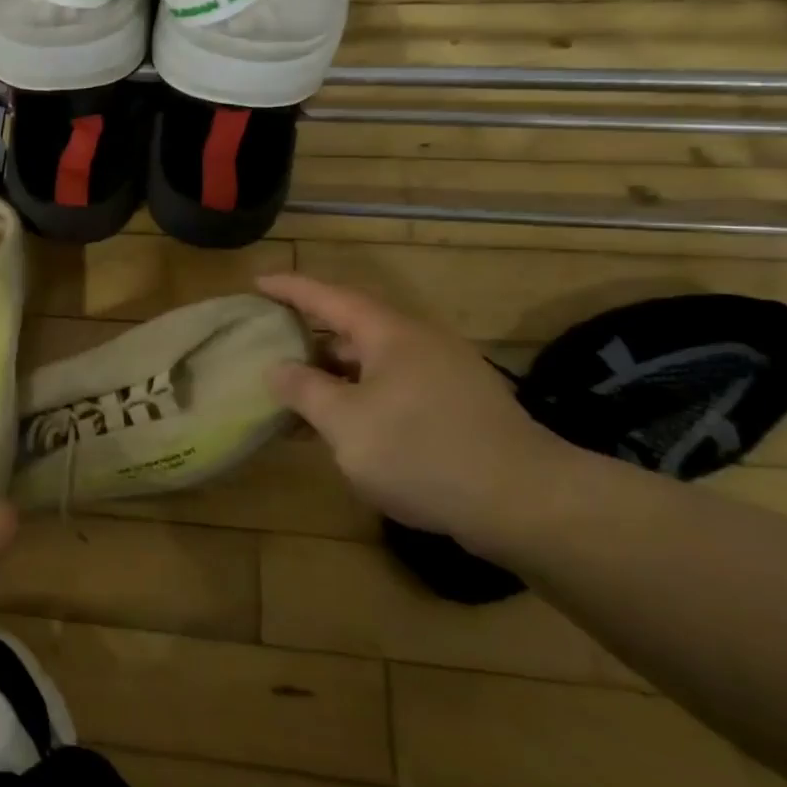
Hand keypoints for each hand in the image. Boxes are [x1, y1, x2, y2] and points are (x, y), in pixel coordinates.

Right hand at [257, 273, 578, 549]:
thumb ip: (305, 390)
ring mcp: (445, 375)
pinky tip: (347, 426)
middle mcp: (420, 344)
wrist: (528, 504)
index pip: (329, 297)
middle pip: (354, 327)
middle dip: (312, 334)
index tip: (257, 282)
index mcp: (391, 334)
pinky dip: (363, 395)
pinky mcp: (461, 408)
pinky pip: (396, 387)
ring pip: (376, 362)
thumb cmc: (422, 452)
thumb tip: (277, 367)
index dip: (291, 288)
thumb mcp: (345, 423)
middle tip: (272, 343)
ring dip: (336, 372)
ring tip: (300, 391)